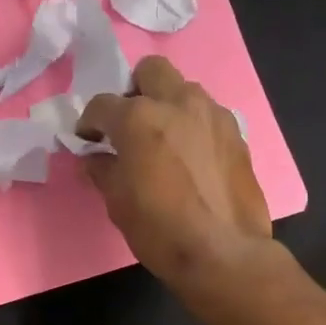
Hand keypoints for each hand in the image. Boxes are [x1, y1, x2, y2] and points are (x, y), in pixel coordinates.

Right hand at [77, 56, 272, 293]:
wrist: (224, 253)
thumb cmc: (160, 230)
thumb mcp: (117, 203)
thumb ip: (103, 170)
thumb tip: (95, 158)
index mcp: (139, 118)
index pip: (102, 104)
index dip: (89, 123)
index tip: (88, 141)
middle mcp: (178, 103)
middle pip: (151, 71)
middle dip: (134, 91)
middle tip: (129, 124)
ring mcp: (213, 115)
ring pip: (184, 90)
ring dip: (168, 105)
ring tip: (163, 140)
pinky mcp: (237, 134)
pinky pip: (207, 115)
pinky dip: (193, 126)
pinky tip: (190, 158)